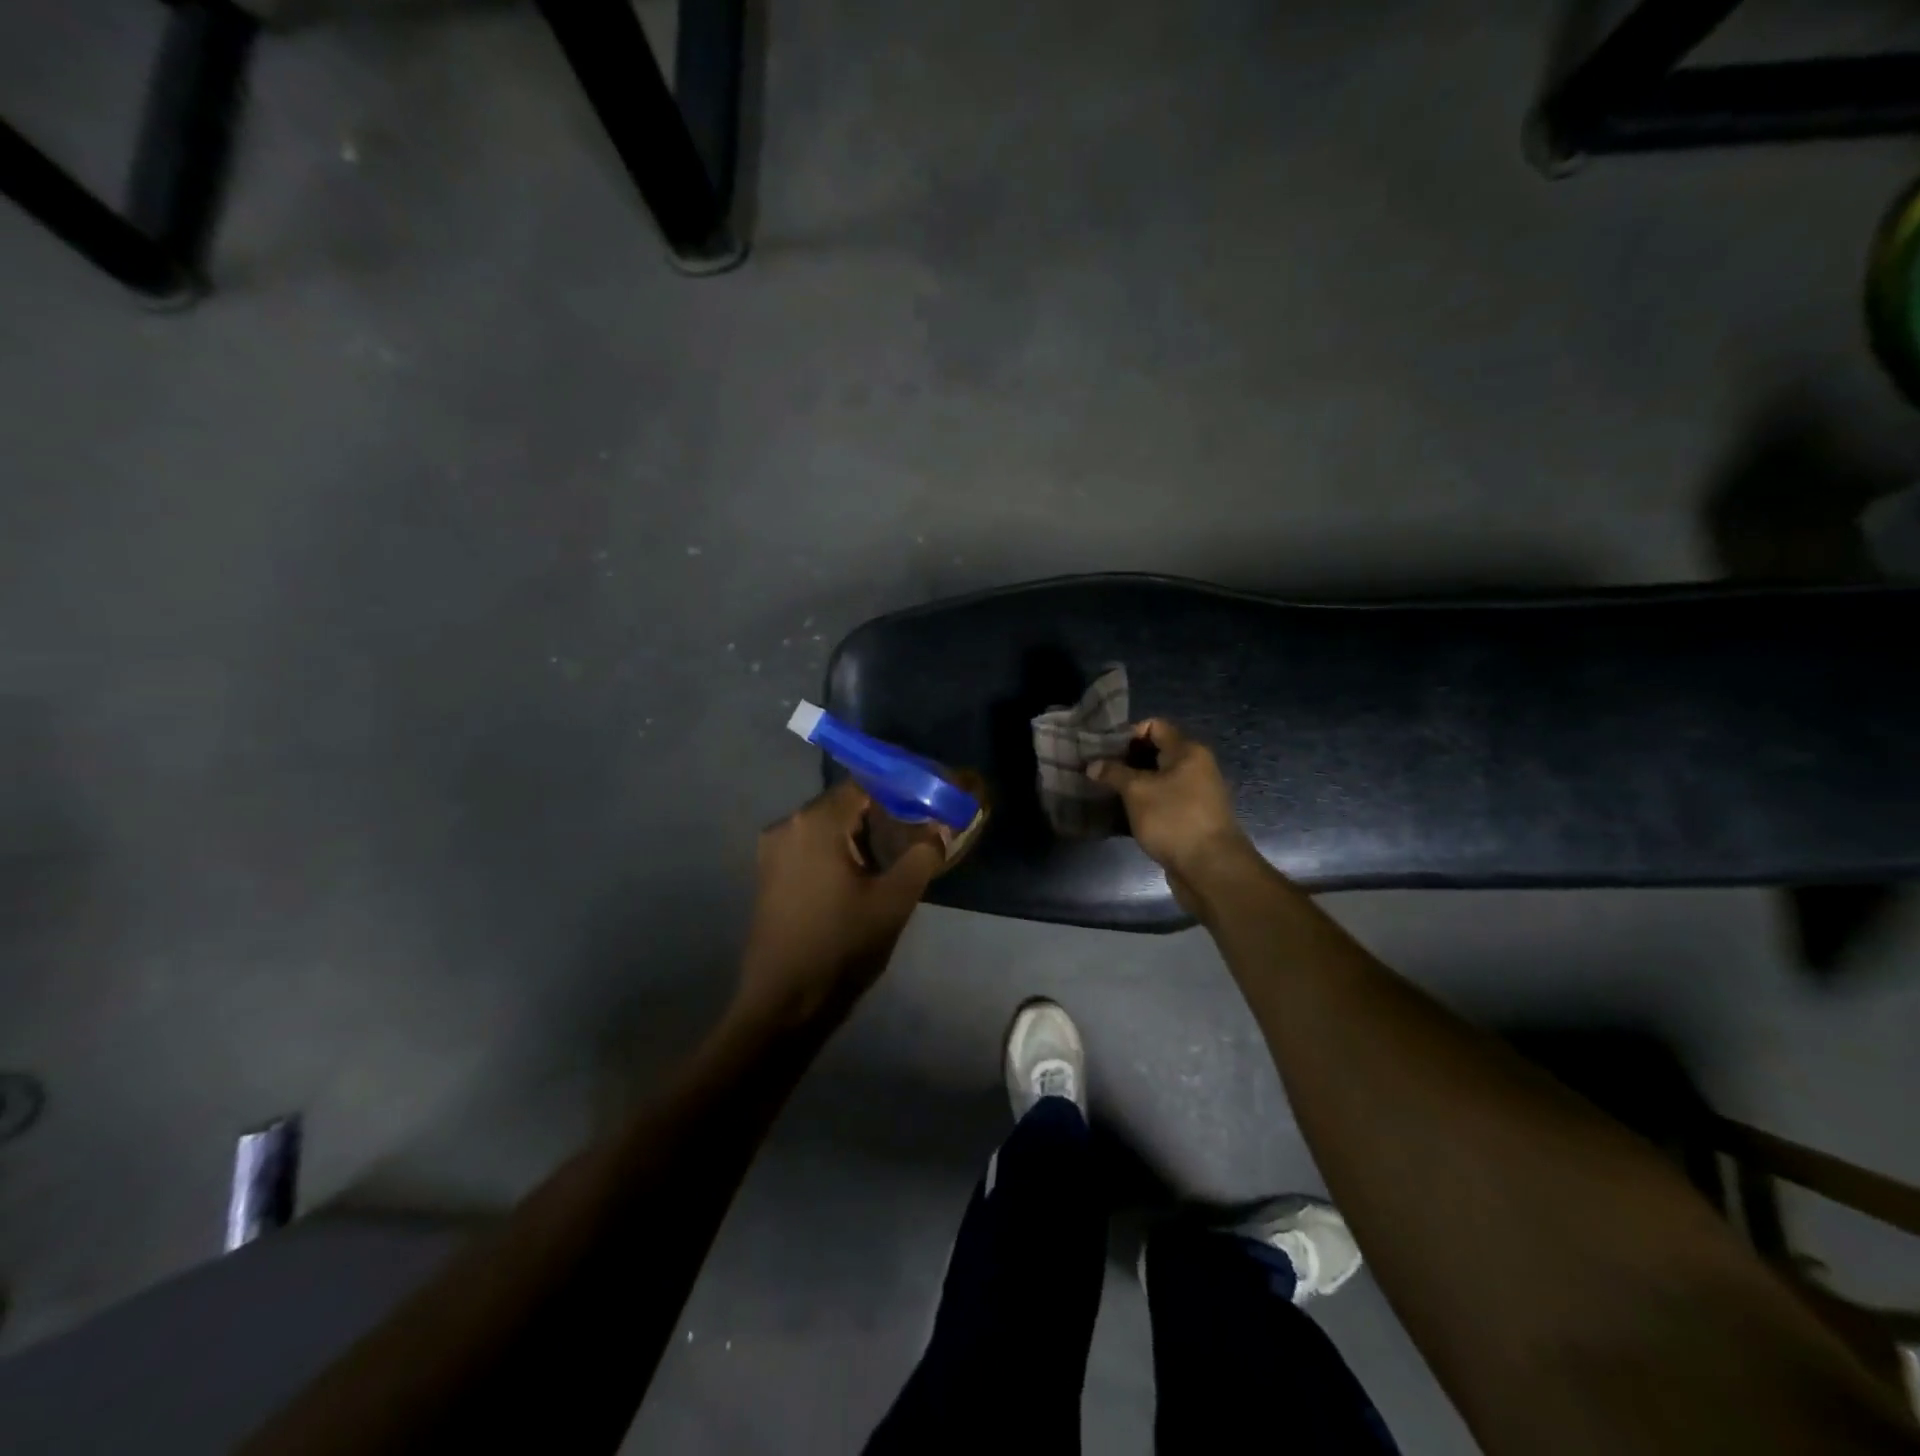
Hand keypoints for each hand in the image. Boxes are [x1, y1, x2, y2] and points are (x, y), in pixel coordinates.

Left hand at [736, 781, 943, 1023]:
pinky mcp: (768, 873)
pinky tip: (858, 874)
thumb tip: (941, 828)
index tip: (926, 804)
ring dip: (858, 834)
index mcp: (816, 823)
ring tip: (892, 854)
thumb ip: (923, 856)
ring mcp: (772, 850)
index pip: (864, 784)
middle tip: (916, 831)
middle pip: (843, 803)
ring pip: (826, 826)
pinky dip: (836, 850)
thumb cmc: (841, 945)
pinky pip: (809, 846)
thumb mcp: (894, 901)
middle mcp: (788, 825)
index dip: (898, 790)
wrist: (784, 1002)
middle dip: (880, 814)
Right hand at [1087, 719, 1255, 912]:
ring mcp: (1195, 794)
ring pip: (1158, 779)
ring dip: (1133, 784)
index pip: (1155, 726)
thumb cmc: (1174, 819)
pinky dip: (1144, 804)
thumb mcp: (1137, 792)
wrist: (1210, 868)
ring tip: (1105, 792)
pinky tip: (1122, 813)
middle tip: (1098, 771)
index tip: (1102, 750)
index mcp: (1188, 751)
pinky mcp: (1191, 818)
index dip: (1127, 734)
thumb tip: (1093, 764)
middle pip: (1156, 752)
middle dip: (1126, 760)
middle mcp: (1196, 767)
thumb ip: (1113, 773)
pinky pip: (1163, 801)